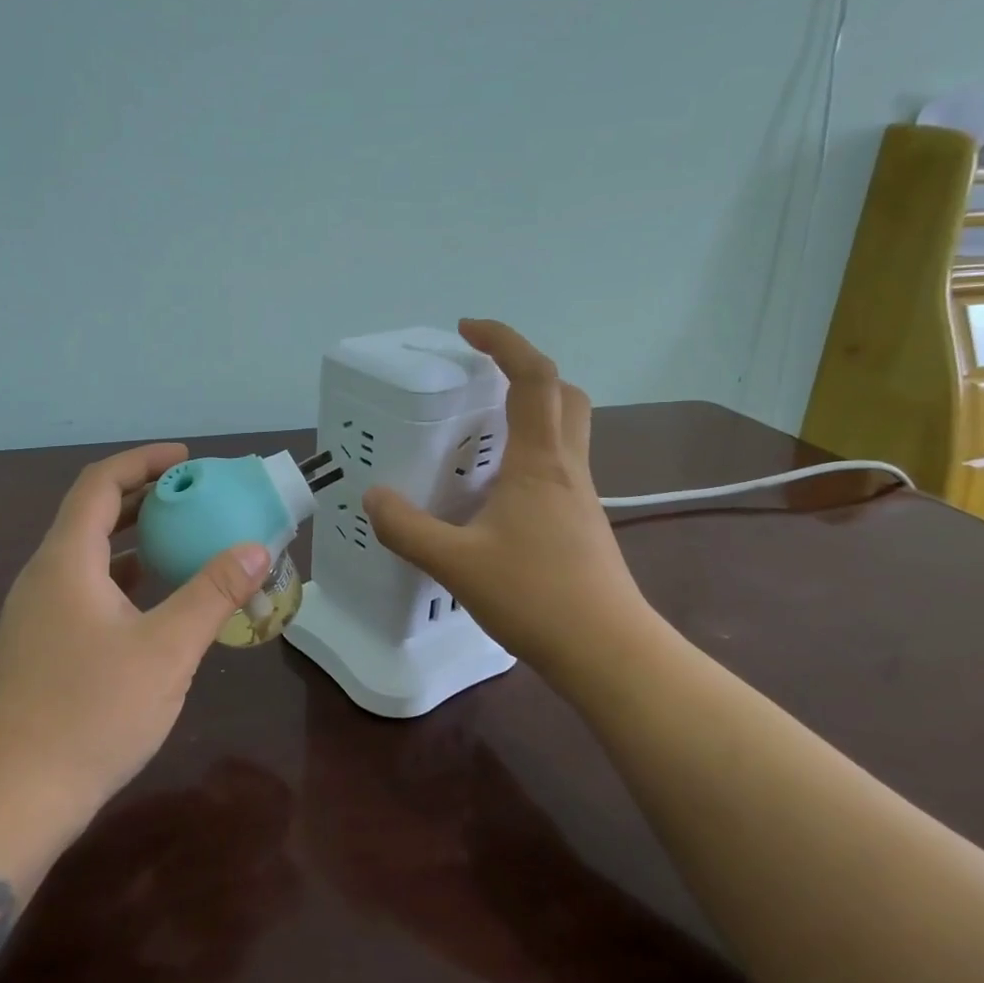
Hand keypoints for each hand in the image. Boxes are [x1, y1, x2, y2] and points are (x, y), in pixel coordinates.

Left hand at [0, 443, 271, 816]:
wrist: (10, 796)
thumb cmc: (90, 713)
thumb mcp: (166, 650)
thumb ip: (212, 594)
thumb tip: (255, 549)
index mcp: (66, 561)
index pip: (100, 484)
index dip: (143, 462)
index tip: (188, 459)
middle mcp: (45, 577)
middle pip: (92, 515)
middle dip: (143, 497)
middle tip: (195, 497)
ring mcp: (38, 614)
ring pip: (88, 556)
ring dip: (133, 539)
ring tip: (182, 540)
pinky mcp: (41, 647)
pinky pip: (86, 589)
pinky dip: (123, 578)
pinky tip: (156, 602)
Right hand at [363, 320, 658, 686]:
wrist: (609, 652)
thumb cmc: (536, 597)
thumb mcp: (456, 564)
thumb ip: (407, 529)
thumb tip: (374, 498)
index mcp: (539, 461)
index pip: (533, 377)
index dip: (504, 341)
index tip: (467, 330)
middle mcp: (566, 467)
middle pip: (564, 394)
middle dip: (526, 371)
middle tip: (482, 379)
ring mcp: (581, 496)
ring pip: (566, 430)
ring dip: (532, 411)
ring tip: (480, 433)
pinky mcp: (582, 523)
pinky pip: (559, 466)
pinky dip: (530, 454)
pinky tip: (496, 492)